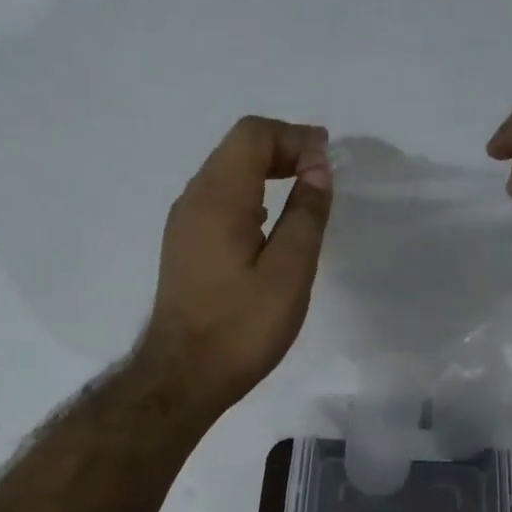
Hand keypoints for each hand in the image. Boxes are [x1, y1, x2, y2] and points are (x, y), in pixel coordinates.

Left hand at [139, 115, 333, 416]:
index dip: (295, 137)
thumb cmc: (241, 327)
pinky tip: (269, 225)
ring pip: (226, 173)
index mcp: (219, 198)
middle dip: (282, 149)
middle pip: (237, 148)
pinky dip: (249, 196)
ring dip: (265, 172)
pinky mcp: (184, 247)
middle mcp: (193, 199)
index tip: (328, 163)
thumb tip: (317, 169)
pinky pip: (218, 201)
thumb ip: (306, 215)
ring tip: (302, 193)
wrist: (183, 376)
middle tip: (321, 173)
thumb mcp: (289, 272)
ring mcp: (183, 224)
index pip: (254, 134)